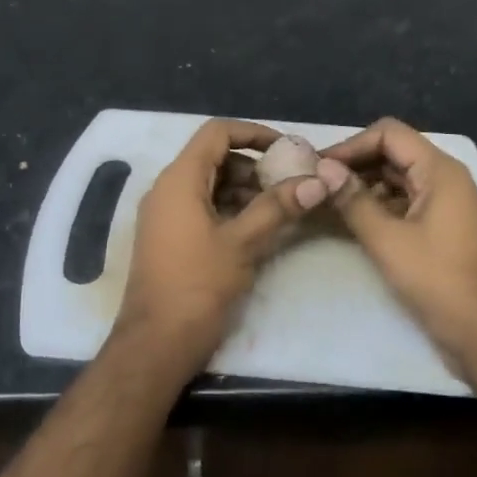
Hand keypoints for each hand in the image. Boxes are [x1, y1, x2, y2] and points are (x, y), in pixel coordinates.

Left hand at [113, 118, 337, 379]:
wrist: (156, 343)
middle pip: (214, 157)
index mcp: (179, 179)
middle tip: (291, 183)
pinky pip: (201, 207)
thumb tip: (319, 180)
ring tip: (282, 207)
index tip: (288, 150)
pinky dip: (230, 209)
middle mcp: (167, 189)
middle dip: (254, 166)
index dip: (254, 133)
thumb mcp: (243, 243)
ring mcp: (165, 214)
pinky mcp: (169, 237)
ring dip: (245, 189)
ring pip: (209, 184)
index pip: (217, 133)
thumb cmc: (198, 286)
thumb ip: (279, 206)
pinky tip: (258, 228)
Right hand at [323, 117, 476, 383]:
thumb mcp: (388, 240)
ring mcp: (447, 204)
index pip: (389, 134)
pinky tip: (351, 221)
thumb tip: (323, 169)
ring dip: (364, 186)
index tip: (318, 168)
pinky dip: (379, 206)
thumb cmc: (439, 282)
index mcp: (440, 171)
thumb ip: (353, 200)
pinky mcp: (443, 228)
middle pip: (394, 153)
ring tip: (327, 202)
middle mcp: (446, 179)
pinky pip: (406, 203)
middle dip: (354, 165)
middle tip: (316, 184)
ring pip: (398, 179)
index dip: (350, 145)